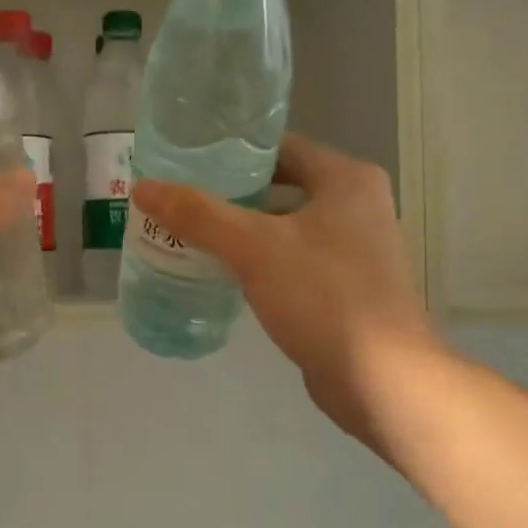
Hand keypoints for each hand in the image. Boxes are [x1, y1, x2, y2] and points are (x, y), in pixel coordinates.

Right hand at [133, 135, 437, 453]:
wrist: (384, 380)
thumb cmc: (324, 296)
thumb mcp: (254, 248)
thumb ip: (198, 215)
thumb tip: (143, 187)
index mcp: (346, 179)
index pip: (280, 148)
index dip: (232, 152)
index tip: (187, 162)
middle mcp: (357, 205)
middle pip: (281, 186)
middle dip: (231, 195)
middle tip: (181, 200)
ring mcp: (356, 248)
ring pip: (286, 226)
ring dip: (244, 230)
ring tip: (191, 233)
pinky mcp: (347, 286)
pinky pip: (294, 259)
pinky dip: (262, 261)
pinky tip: (224, 273)